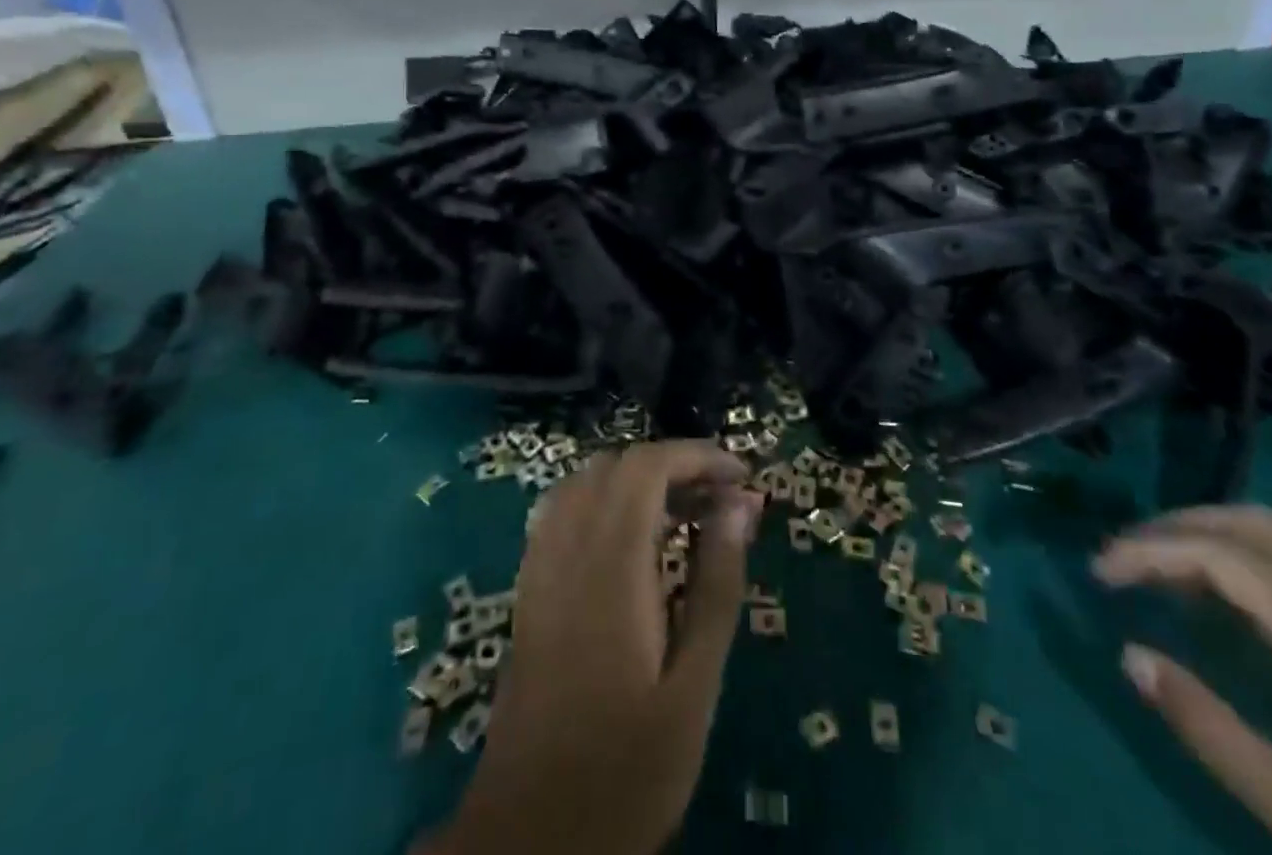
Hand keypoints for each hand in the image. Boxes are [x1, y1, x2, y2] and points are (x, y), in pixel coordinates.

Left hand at [431, 442, 761, 854]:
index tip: (742, 476)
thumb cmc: (626, 769)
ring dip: (637, 480)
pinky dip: (603, 498)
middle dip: (674, 466)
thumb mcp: (693, 687)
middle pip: (618, 466)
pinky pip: (563, 509)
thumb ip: (717, 586)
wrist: (529, 838)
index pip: (648, 467)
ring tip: (684, 514)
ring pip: (586, 481)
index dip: (697, 455)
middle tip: (722, 501)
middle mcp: (568, 548)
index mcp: (610, 566)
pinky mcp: (529, 587)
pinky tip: (631, 538)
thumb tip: (740, 506)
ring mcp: (540, 565)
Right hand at [1096, 506, 1271, 854]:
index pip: (1221, 554)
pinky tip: (1251, 608)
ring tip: (1174, 571)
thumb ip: (1209, 728)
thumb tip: (1128, 653)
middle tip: (1128, 556)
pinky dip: (1266, 560)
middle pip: (1256, 524)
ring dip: (1223, 536)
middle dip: (1181, 526)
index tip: (1101, 571)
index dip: (1151, 550)